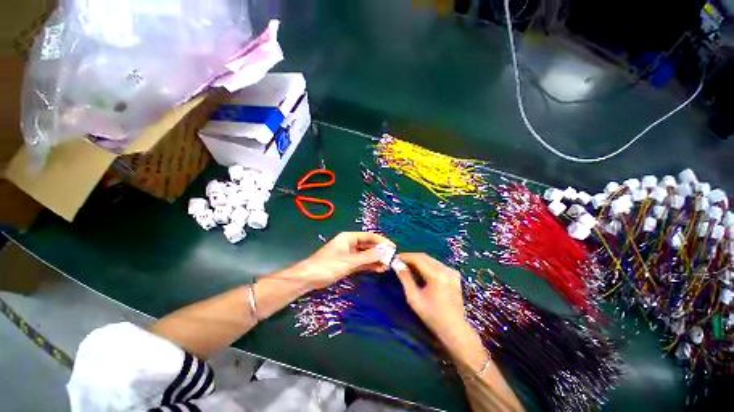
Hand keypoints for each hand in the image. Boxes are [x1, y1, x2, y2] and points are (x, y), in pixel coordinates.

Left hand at [296, 232, 394, 289]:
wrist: (309, 278)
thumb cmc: (328, 265)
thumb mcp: (349, 261)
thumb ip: (367, 257)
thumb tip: (384, 252)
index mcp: (349, 237)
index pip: (369, 236)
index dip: (381, 241)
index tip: (393, 247)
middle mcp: (350, 243)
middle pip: (368, 245)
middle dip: (379, 251)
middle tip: (392, 258)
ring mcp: (349, 254)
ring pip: (366, 254)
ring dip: (376, 259)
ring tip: (387, 266)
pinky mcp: (348, 263)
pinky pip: (362, 262)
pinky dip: (370, 265)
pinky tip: (379, 269)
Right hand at [393, 253, 479, 350]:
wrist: (455, 329)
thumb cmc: (432, 316)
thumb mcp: (414, 298)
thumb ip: (405, 278)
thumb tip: (397, 264)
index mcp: (437, 275)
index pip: (418, 258)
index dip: (405, 256)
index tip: (395, 257)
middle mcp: (445, 269)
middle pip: (424, 257)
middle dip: (411, 257)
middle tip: (399, 261)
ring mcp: (451, 271)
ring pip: (430, 259)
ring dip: (418, 260)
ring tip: (407, 265)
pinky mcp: (453, 274)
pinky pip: (436, 264)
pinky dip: (426, 265)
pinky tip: (419, 270)